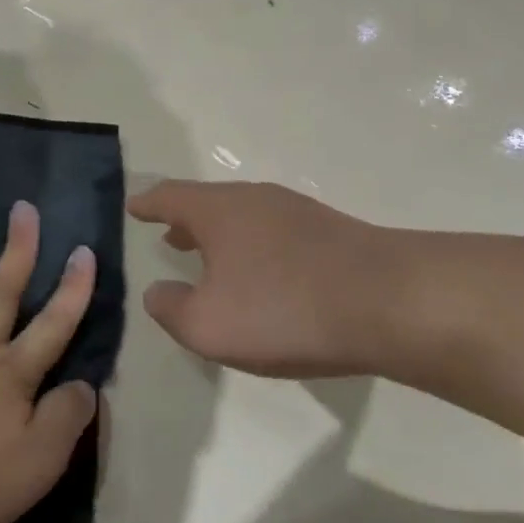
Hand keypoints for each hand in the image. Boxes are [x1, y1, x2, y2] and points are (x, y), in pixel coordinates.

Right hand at [128, 180, 414, 378]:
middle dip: (185, 220)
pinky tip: (263, 274)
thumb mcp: (209, 325)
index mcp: (218, 210)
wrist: (389, 302)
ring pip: (244, 216)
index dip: (147, 204)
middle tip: (168, 235)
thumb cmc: (283, 309)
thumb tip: (158, 292)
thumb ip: (172, 309)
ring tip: (211, 256)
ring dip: (221, 234)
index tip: (133, 206)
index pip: (169, 197)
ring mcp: (295, 211)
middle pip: (208, 202)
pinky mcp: (329, 231)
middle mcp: (253, 199)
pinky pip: (274, 232)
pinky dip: (253, 246)